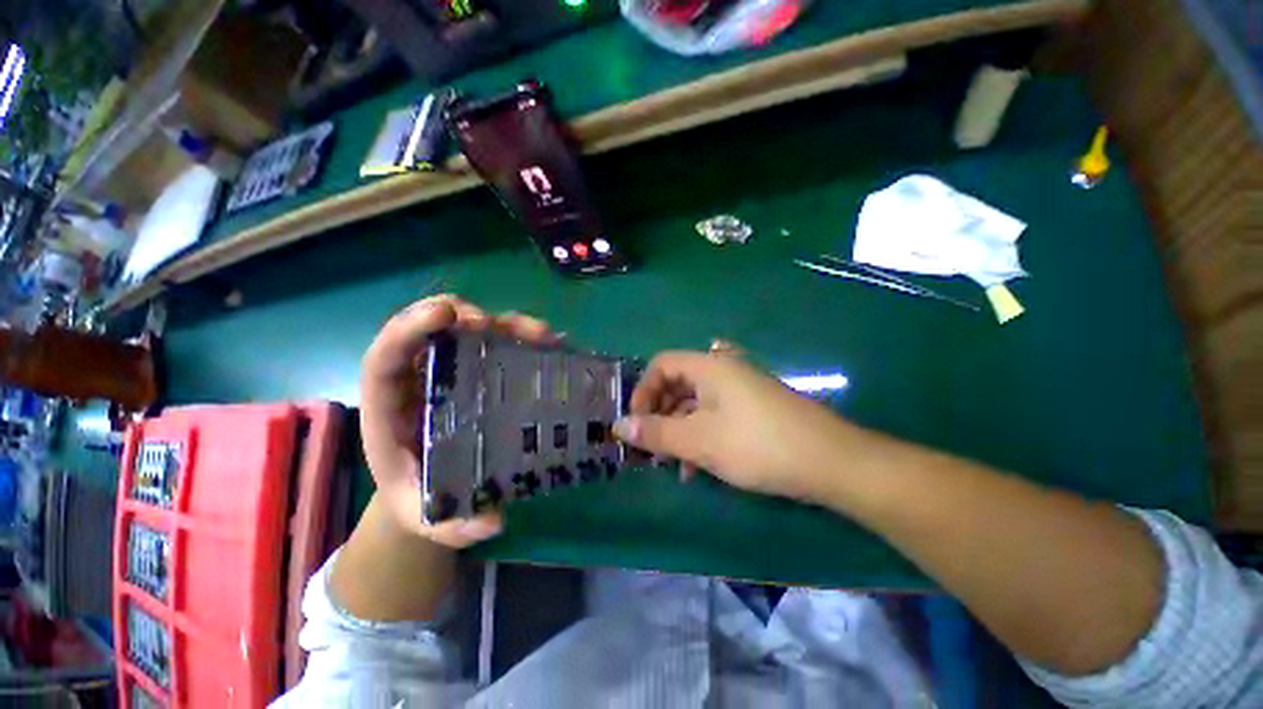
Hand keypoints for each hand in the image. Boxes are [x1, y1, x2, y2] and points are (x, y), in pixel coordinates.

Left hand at [360, 294, 558, 547]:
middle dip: (461, 316)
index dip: (410, 328)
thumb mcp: (428, 516)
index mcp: (391, 406)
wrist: (428, 490)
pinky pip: (496, 346)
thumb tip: (492, 519)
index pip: (386, 355)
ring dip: (503, 323)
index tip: (448, 316)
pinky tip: (550, 345)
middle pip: (430, 329)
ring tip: (540, 334)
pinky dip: (521, 339)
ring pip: (469, 331)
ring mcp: (452, 372)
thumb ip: (452, 524)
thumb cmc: (419, 497)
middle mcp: (419, 379)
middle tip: (496, 323)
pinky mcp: (478, 375)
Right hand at [615, 345, 869, 503]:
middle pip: (678, 384)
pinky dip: (701, 436)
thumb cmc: (756, 444)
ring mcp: (741, 390)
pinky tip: (699, 467)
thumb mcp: (699, 440)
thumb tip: (619, 426)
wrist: (830, 463)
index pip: (661, 364)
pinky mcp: (754, 410)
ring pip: (696, 403)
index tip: (636, 423)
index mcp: (709, 366)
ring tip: (673, 464)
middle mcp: (724, 370)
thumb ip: (656, 432)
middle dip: (660, 415)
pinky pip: (716, 416)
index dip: (643, 391)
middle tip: (652, 447)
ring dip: (679, 430)